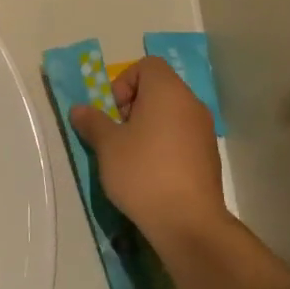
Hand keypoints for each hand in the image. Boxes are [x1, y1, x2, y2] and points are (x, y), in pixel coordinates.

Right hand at [69, 57, 225, 249]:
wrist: (188, 223)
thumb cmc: (143, 172)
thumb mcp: (107, 146)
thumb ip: (93, 122)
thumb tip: (79, 110)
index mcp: (168, 91)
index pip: (147, 66)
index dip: (124, 82)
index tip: (113, 112)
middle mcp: (191, 104)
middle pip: (159, 89)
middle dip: (133, 106)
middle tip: (118, 135)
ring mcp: (204, 131)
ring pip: (170, 114)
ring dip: (149, 127)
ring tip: (131, 157)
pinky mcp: (209, 156)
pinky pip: (182, 137)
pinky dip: (165, 145)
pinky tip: (152, 173)